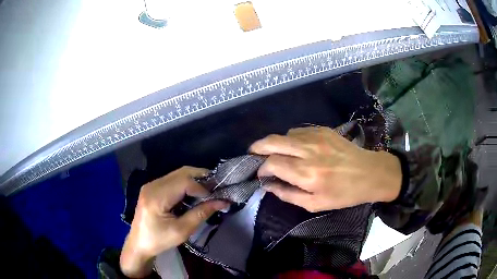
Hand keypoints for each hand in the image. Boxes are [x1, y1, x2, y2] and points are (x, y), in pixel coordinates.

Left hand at [120, 167, 227, 277]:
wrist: (139, 244)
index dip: (202, 187)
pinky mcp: (152, 188)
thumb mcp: (182, 231)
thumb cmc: (159, 240)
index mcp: (156, 197)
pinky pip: (172, 179)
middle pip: (181, 173)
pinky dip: (186, 183)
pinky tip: (193, 193)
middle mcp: (152, 185)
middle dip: (201, 178)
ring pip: (177, 174)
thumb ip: (201, 214)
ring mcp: (151, 185)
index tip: (216, 197)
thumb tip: (222, 202)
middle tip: (216, 188)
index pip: (184, 182)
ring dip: (194, 180)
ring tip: (207, 191)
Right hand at [250, 126, 401, 211]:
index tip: (262, 174)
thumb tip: (269, 186)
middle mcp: (308, 152)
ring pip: (284, 134)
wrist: (370, 173)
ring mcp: (316, 137)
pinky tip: (295, 148)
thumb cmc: (344, 194)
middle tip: (254, 154)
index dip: (261, 168)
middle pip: (272, 142)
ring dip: (276, 144)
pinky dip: (290, 139)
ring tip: (277, 154)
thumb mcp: (315, 204)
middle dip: (258, 147)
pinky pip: (298, 131)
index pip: (272, 163)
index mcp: (307, 174)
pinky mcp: (323, 130)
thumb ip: (288, 195)